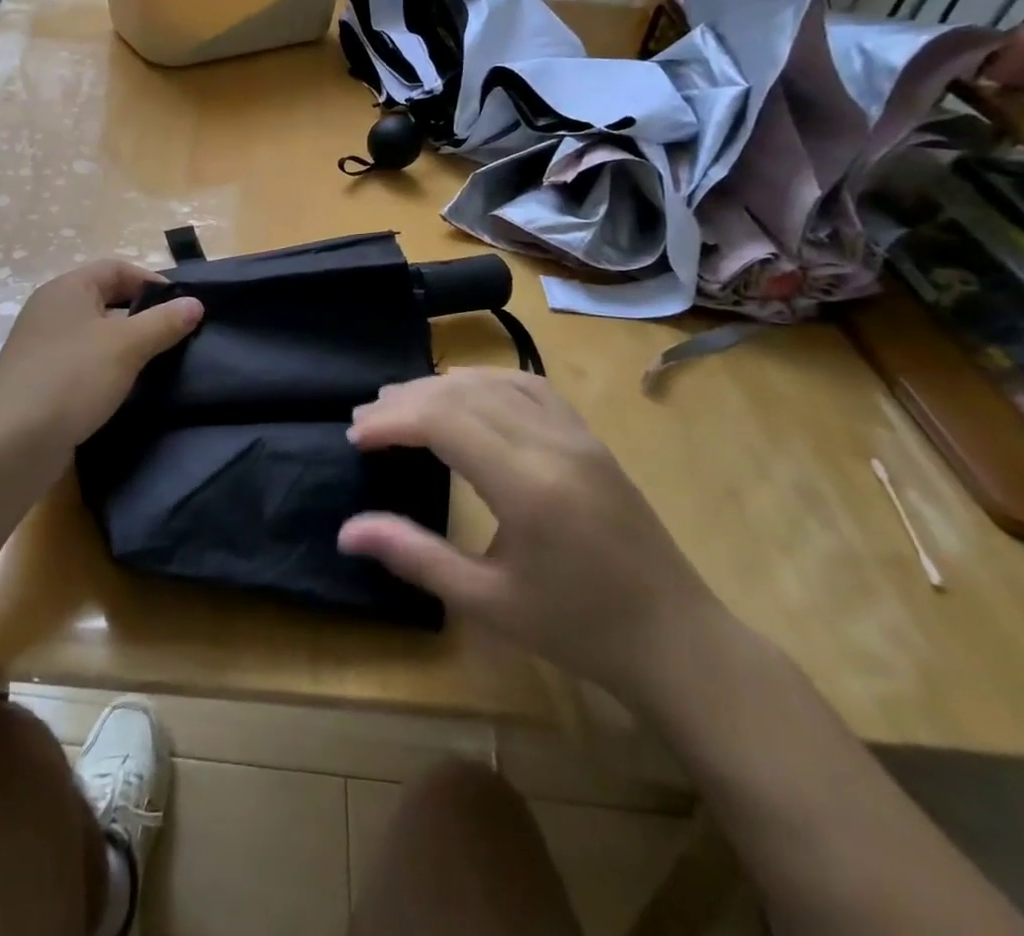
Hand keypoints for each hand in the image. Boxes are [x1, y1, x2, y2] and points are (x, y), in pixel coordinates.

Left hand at [0, 259, 202, 463]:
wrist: (13, 441)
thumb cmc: (73, 377)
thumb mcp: (127, 345)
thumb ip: (164, 322)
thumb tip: (195, 303)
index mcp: (67, 289)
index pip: (116, 269)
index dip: (151, 282)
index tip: (182, 307)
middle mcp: (50, 310)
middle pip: (104, 299)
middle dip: (141, 315)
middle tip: (174, 336)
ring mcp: (41, 346)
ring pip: (94, 334)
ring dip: (124, 345)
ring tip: (156, 364)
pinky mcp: (39, 380)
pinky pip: (81, 362)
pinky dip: (105, 369)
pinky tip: (124, 389)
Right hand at [337, 369, 729, 703]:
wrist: (677, 641)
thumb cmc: (578, 629)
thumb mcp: (488, 603)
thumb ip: (415, 556)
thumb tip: (346, 531)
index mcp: (528, 484)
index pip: (445, 421)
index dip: (393, 421)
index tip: (355, 436)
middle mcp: (553, 443)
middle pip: (463, 394)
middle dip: (406, 400)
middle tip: (364, 420)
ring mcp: (577, 434)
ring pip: (495, 382)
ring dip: (441, 386)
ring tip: (400, 401)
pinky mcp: (590, 437)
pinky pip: (530, 387)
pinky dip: (485, 381)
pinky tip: (464, 393)